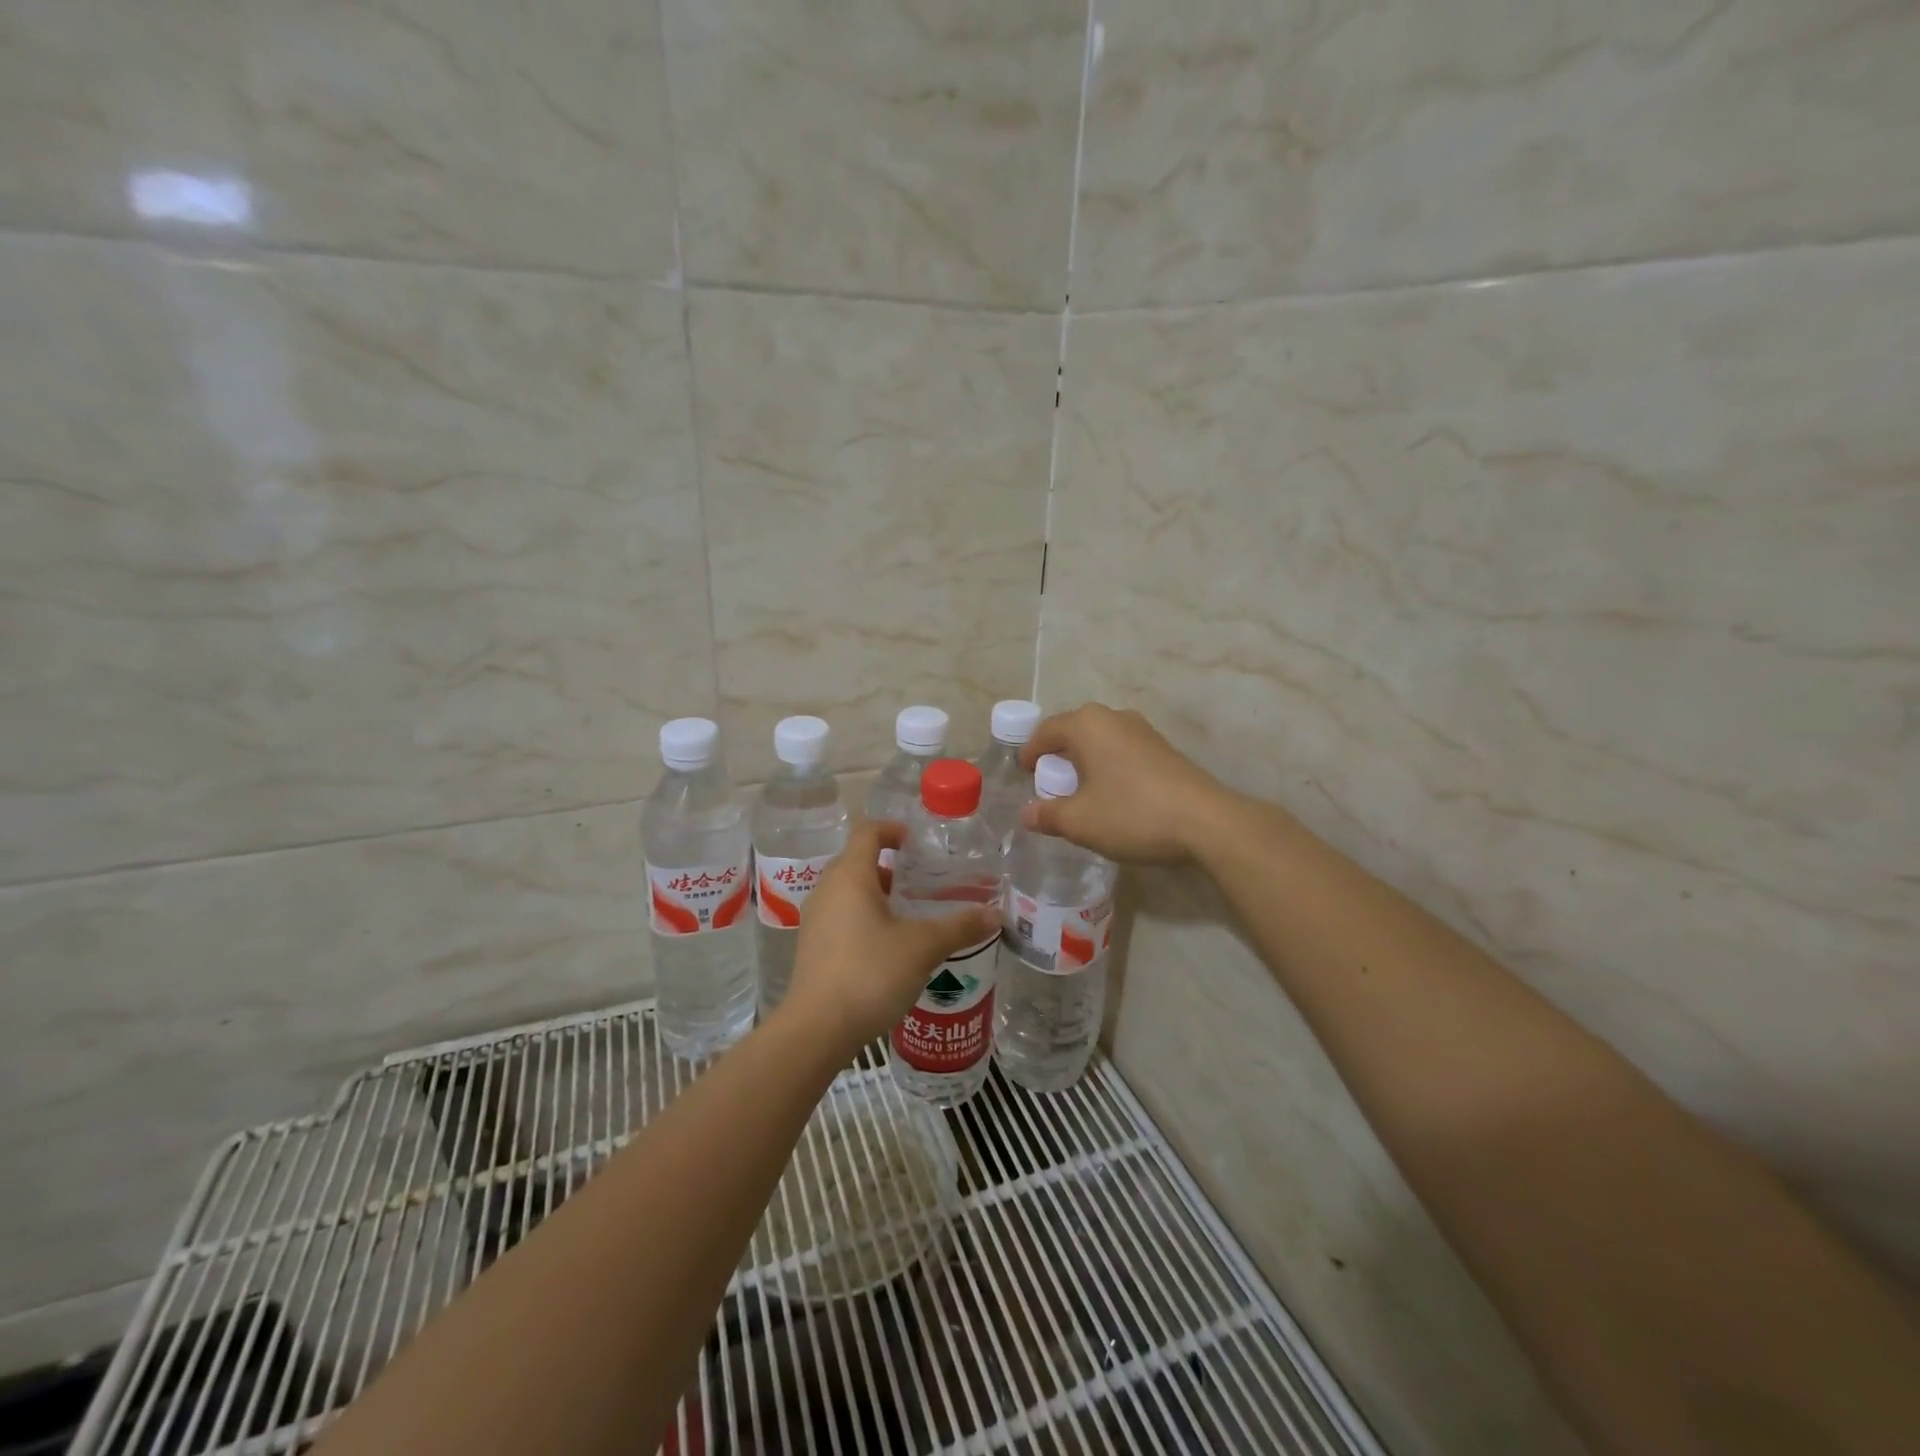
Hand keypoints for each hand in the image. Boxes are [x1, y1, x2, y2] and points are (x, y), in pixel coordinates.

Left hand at [782, 820, 999, 1052]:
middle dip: (892, 867)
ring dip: (879, 895)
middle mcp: (827, 889)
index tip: (917, 842)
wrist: (817, 1029)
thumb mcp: (923, 947)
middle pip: (858, 861)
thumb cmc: (870, 973)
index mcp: (850, 876)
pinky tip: (890, 946)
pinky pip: (841, 917)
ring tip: (912, 914)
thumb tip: (996, 915)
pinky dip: (865, 918)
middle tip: (925, 881)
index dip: (893, 830)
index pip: (868, 832)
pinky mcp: (812, 947)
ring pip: (849, 892)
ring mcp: (815, 919)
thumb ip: (960, 927)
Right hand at [1018, 703, 1235, 863]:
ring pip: (1101, 741)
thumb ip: (1048, 815)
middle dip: (1058, 756)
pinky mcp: (1164, 749)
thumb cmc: (1132, 814)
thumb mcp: (1080, 821)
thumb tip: (1027, 814)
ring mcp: (1143, 731)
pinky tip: (1113, 795)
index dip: (1030, 752)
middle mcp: (1114, 718)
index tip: (1023, 773)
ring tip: (1080, 791)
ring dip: (1085, 762)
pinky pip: (1122, 751)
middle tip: (1049, 783)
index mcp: (1087, 725)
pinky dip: (1109, 767)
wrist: (1207, 822)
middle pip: (1074, 731)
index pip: (1046, 731)